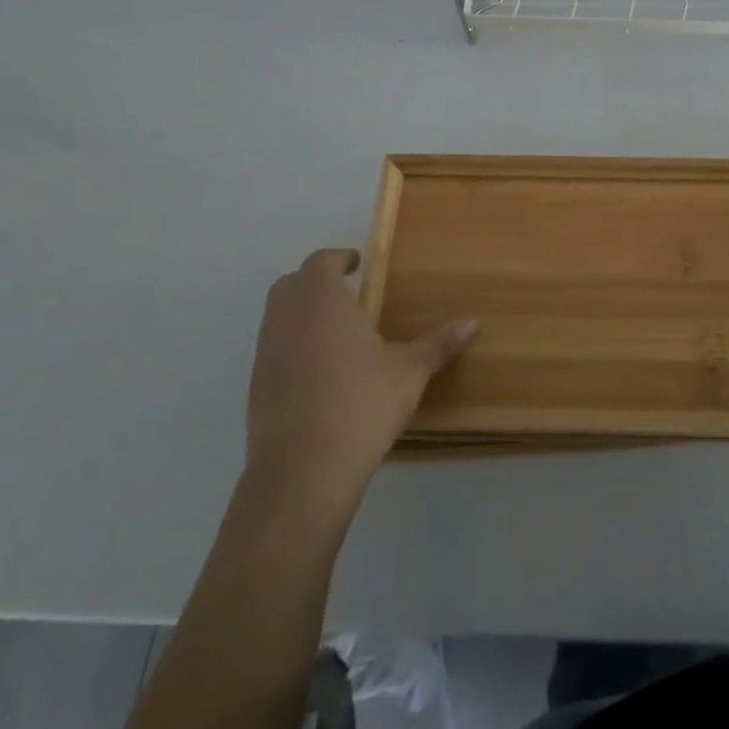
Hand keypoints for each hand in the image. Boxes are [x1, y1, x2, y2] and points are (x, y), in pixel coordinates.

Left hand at [244, 249, 474, 517]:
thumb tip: (472, 322)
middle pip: (290, 284)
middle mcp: (287, 319)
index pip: (320, 262)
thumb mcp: (410, 371)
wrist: (304, 470)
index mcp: (323, 301)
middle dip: (314, 282)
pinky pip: (272, 351)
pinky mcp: (256, 388)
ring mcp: (266, 354)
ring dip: (300, 314)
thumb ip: (438, 344)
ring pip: (277, 317)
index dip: (337, 258)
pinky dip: (291, 348)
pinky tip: (319, 373)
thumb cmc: (362, 403)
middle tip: (346, 293)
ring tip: (335, 332)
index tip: (357, 264)